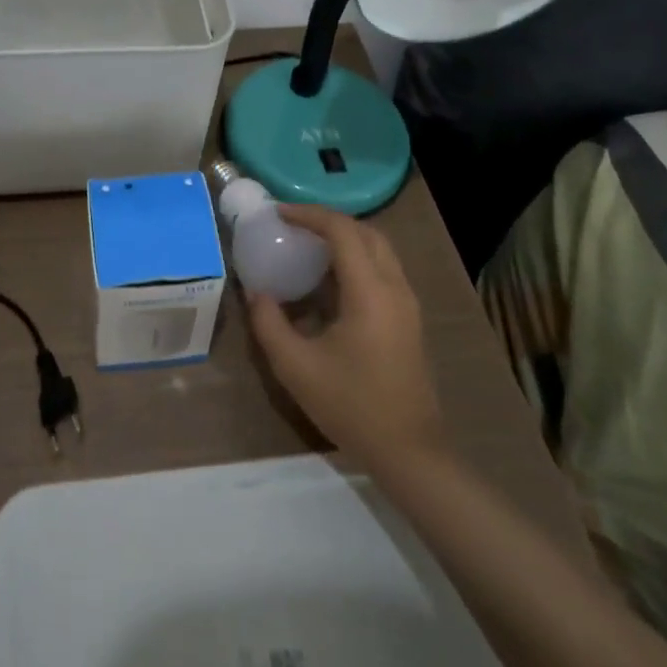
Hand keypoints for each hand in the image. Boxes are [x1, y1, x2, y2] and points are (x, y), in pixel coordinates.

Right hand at [247, 206, 446, 469]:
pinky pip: (383, 269)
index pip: (342, 231)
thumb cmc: (352, 406)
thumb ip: (269, 323)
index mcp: (370, 292)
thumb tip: (255, 291)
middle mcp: (394, 287)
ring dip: (345, 238)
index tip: (279, 213)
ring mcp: (407, 303)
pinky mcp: (409, 318)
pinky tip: (330, 278)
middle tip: (294, 224)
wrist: (410, 453)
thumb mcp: (296, 367)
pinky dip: (356, 258)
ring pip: (378, 248)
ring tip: (309, 245)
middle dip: (328, 220)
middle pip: (365, 231)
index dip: (309, 214)